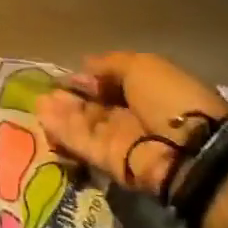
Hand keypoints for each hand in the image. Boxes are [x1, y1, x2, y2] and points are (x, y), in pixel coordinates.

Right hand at [35, 53, 227, 194]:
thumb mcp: (142, 66)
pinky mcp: (107, 161)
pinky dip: (63, 131)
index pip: (111, 84)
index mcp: (147, 92)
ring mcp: (119, 140)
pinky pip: (82, 143)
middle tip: (46, 90)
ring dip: (62, 113)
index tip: (70, 76)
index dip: (90, 79)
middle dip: (71, 97)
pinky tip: (43, 118)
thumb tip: (84, 67)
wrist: (188, 149)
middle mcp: (133, 116)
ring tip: (39, 102)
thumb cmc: (169, 99)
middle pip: (95, 106)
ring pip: (84, 125)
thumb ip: (109, 65)